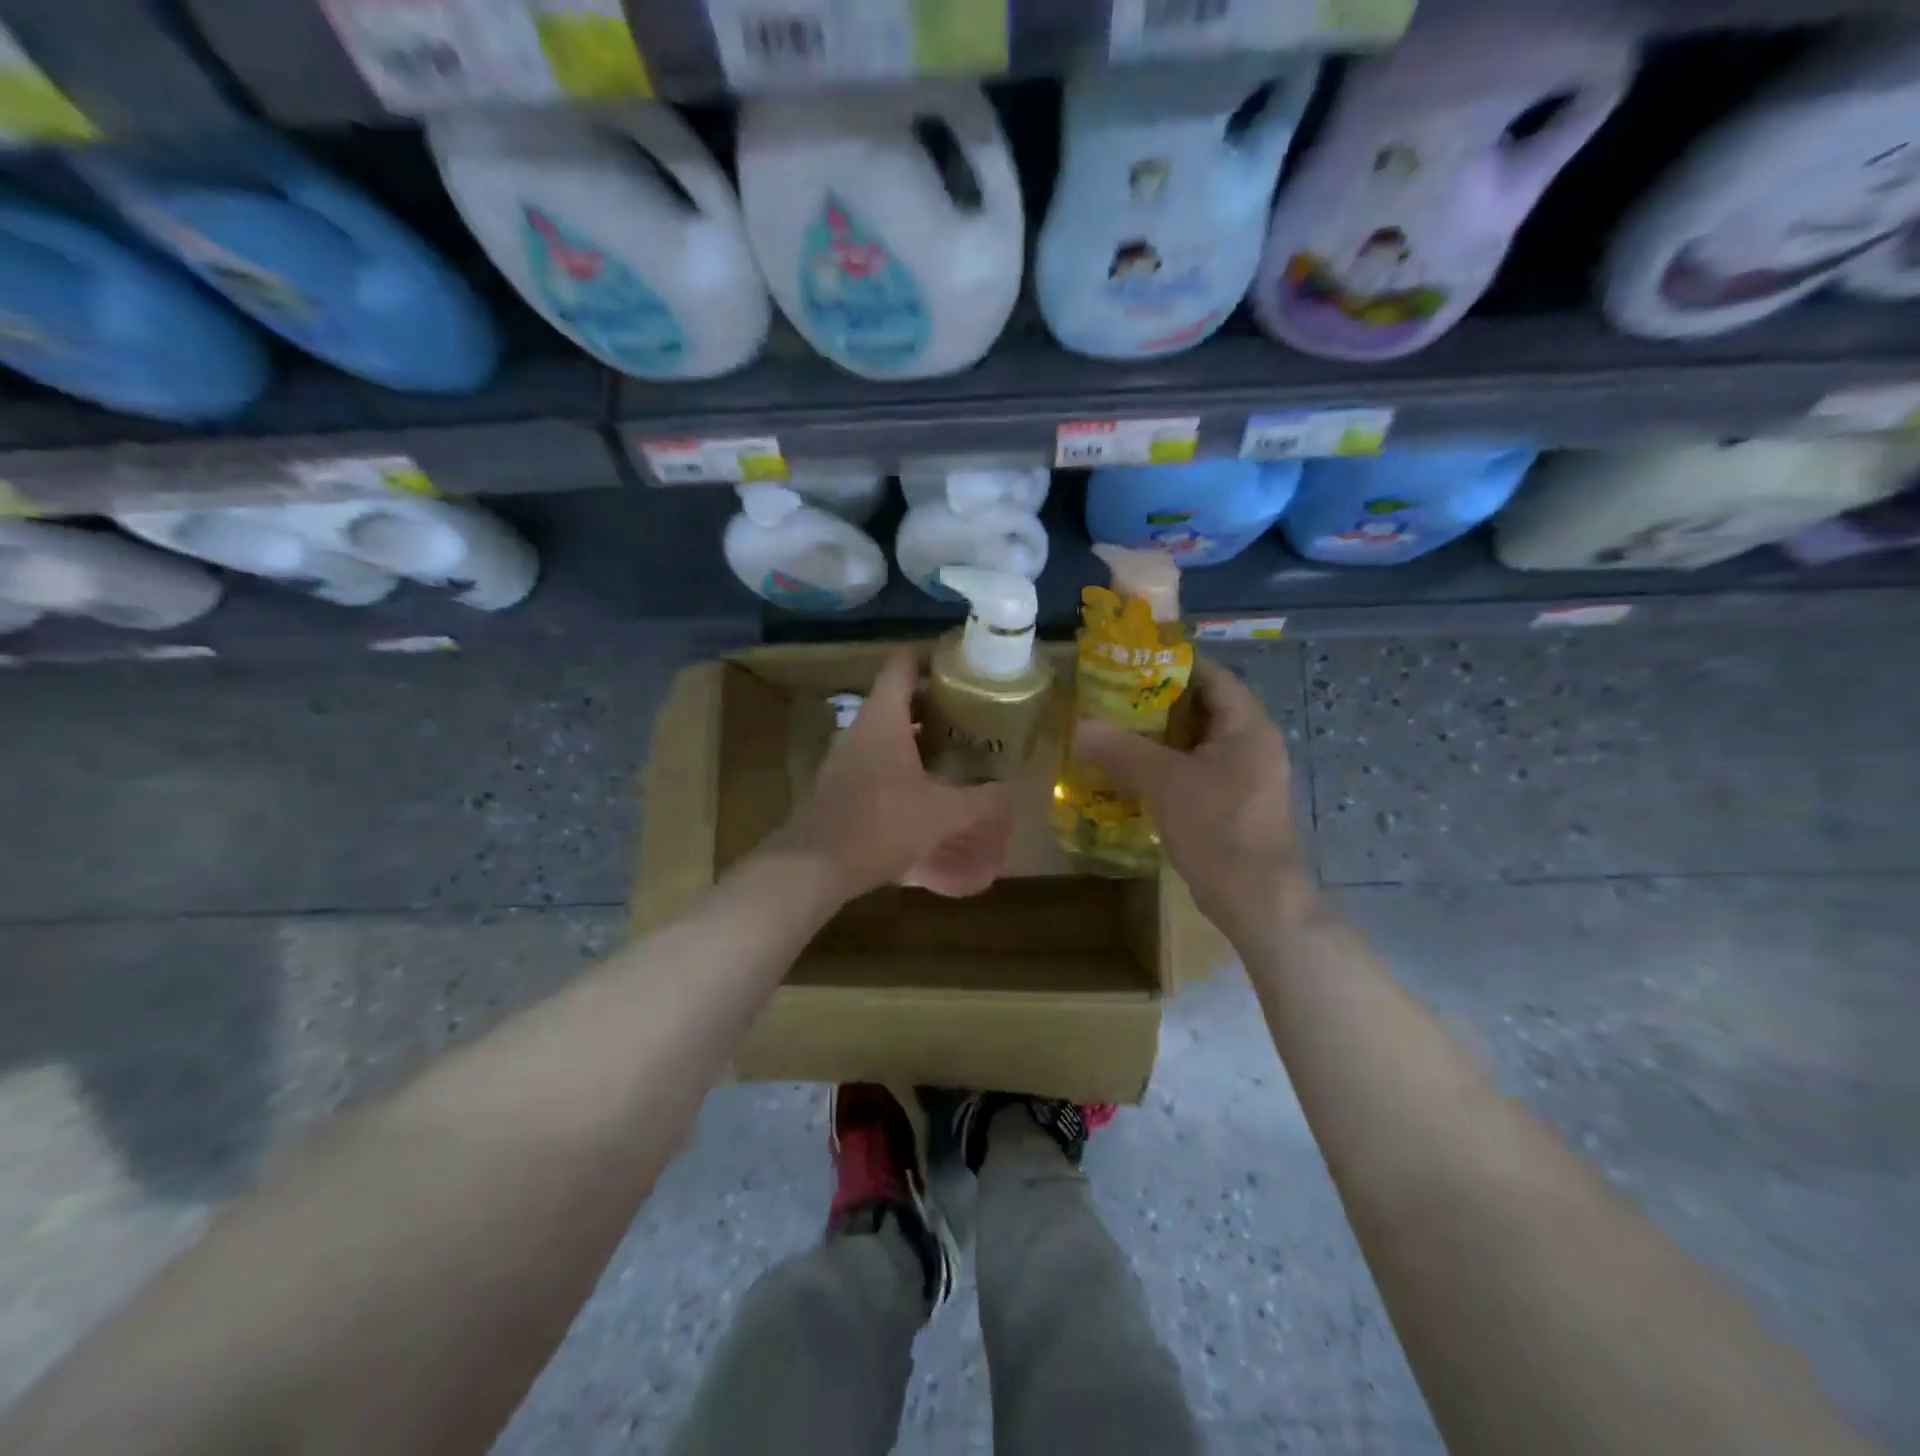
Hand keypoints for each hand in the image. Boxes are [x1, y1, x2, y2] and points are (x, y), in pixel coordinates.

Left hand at [774, 651, 1010, 899]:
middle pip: (896, 697)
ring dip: (916, 734)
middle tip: (968, 713)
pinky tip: (922, 786)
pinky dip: (899, 760)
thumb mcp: (943, 815)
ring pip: (884, 730)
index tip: (960, 668)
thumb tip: (1010, 788)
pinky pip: (874, 757)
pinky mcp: (838, 783)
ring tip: (952, 748)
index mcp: (882, 719)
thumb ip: (981, 800)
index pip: (901, 665)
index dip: (930, 658)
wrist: (815, 866)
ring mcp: (843, 756)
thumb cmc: (881, 826)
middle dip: (932, 702)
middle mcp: (859, 729)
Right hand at [1072, 659, 1313, 942]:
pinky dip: (1169, 766)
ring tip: (1114, 734)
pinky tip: (1134, 775)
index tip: (1128, 664)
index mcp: (1246, 724)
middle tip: (1111, 701)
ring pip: (1197, 742)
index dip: (1170, 664)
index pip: (1209, 675)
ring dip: (1159, 738)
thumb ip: (1120, 749)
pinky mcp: (1236, 802)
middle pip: (1201, 707)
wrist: (1258, 899)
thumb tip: (1078, 726)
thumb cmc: (1217, 828)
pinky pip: (1199, 770)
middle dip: (1156, 703)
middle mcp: (1253, 742)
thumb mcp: (1164, 782)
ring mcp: (1247, 775)